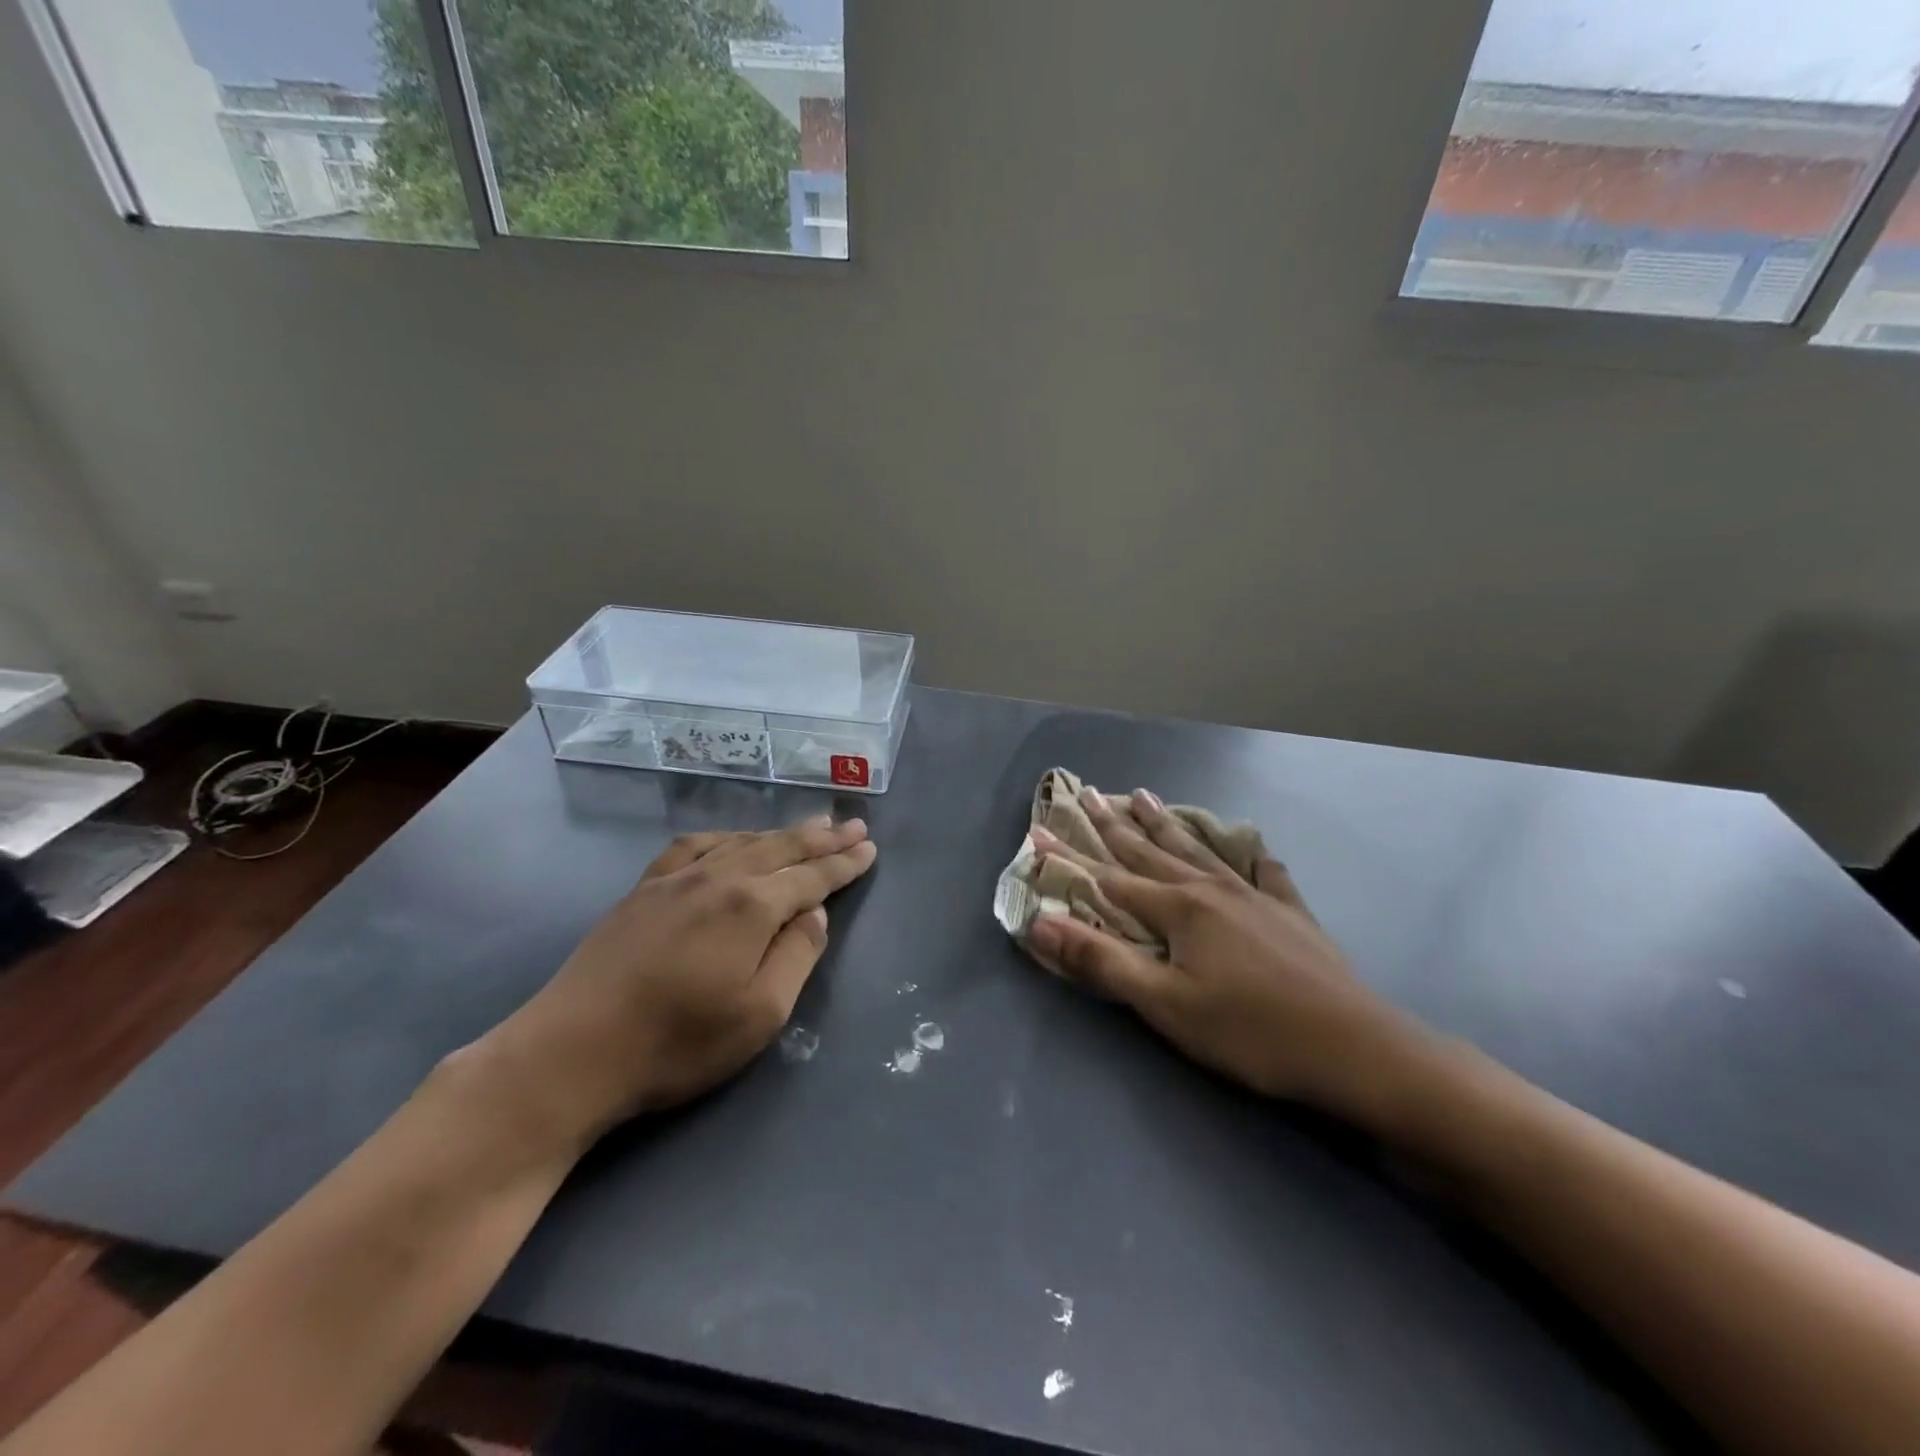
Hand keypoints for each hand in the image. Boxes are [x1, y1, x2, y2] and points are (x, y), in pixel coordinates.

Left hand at [469, 816, 876, 1154]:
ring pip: (742, 842)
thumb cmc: (677, 1043)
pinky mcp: (643, 890)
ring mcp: (675, 880)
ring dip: (780, 833)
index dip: (843, 864)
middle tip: (853, 825)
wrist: (573, 1052)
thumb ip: (797, 956)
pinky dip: (725, 838)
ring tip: (808, 825)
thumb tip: (814, 912)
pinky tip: (731, 842)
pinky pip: (694, 848)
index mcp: (751, 906)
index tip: (870, 849)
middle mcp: (718, 878)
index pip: (811, 877)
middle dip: (821, 837)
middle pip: (781, 848)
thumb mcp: (760, 1014)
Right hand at [1024, 788, 1423, 1120]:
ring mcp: (1255, 896)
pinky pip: (1264, 872)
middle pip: (1152, 851)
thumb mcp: (1164, 1004)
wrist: (1354, 1049)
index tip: (1040, 830)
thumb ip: (1101, 961)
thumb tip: (1041, 923)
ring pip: (1199, 851)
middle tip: (1090, 791)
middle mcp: (1211, 889)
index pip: (1109, 877)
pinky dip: (1250, 855)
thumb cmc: (1248, 1031)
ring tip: (1146, 796)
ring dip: (1167, 825)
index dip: (1071, 857)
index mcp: (1179, 909)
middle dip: (1115, 824)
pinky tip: (1250, 845)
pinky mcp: (1291, 913)